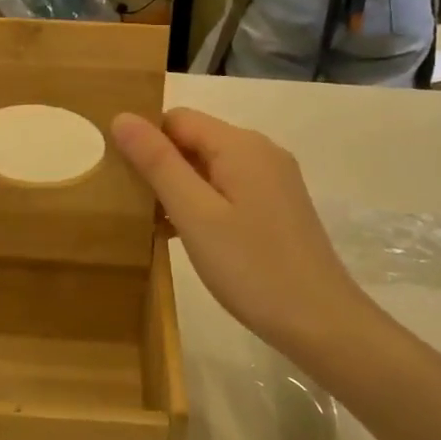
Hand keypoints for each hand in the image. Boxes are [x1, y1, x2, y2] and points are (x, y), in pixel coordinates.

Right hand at [111, 108, 364, 360]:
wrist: (321, 322)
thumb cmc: (251, 267)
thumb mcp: (194, 214)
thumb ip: (158, 163)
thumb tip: (122, 117)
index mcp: (240, 145)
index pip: (177, 118)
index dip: (145, 139)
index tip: (119, 175)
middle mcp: (261, 152)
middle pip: (195, 140)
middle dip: (160, 165)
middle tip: (130, 204)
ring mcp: (274, 180)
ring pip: (210, 167)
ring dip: (179, 188)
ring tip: (151, 223)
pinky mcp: (278, 206)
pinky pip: (229, 189)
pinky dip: (202, 203)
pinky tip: (185, 236)